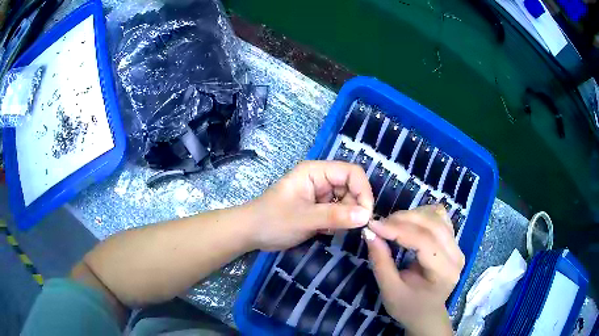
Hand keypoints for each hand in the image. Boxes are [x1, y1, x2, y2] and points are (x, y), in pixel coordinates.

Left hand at [246, 160, 373, 250]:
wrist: (251, 234)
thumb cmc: (272, 221)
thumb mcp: (304, 219)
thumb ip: (335, 216)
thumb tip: (366, 216)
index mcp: (316, 172)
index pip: (351, 172)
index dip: (363, 191)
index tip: (366, 215)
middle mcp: (320, 179)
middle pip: (351, 186)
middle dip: (355, 206)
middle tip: (351, 226)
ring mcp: (320, 194)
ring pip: (347, 201)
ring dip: (347, 216)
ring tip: (333, 229)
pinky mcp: (318, 208)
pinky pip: (338, 212)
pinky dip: (339, 222)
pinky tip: (327, 231)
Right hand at [364, 205, 464, 335]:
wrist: (426, 313)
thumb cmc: (408, 307)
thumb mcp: (389, 290)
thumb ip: (381, 262)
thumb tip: (369, 233)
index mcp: (444, 271)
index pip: (424, 241)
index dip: (398, 229)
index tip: (373, 225)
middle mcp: (456, 254)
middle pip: (432, 223)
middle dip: (403, 219)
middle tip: (380, 224)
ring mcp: (457, 245)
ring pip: (436, 216)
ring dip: (412, 215)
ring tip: (392, 224)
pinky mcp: (453, 240)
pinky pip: (439, 217)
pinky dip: (422, 215)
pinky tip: (408, 223)